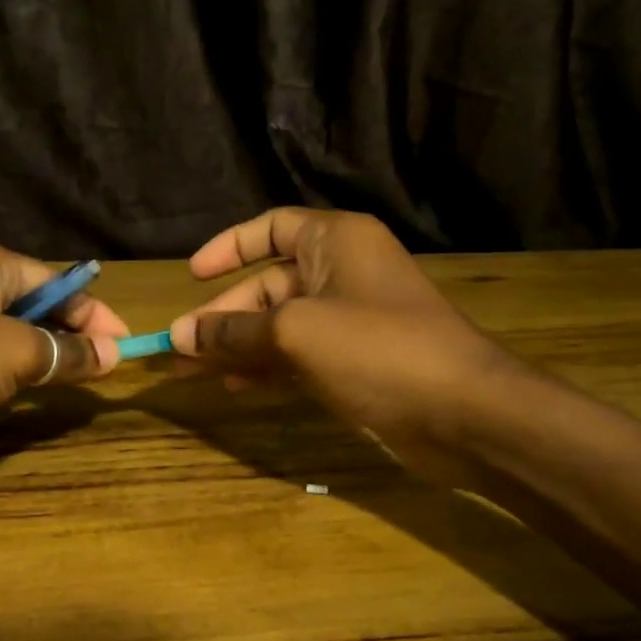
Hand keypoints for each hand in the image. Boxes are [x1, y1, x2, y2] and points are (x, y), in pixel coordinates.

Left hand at [0, 234, 126, 447]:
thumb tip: (111, 356)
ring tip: (56, 386)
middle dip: (62, 336)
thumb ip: (63, 353)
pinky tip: (1, 397)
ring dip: (26, 358)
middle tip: (95, 371)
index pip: (55, 280)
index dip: (94, 314)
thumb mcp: (10, 353)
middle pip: (25, 304)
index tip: (125, 348)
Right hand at [167, 208, 514, 479]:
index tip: (192, 276)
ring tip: (195, 371)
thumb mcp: (295, 332)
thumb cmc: (378, 350)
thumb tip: (179, 335)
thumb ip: (233, 332)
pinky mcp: (353, 362)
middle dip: (223, 314)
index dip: (229, 247)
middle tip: (180, 347)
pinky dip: (265, 367)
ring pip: (278, 324)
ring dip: (237, 345)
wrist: (461, 412)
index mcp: (335, 241)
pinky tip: (235, 386)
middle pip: (268, 283)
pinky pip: (297, 355)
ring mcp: (348, 321)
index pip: (272, 227)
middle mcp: (341, 273)